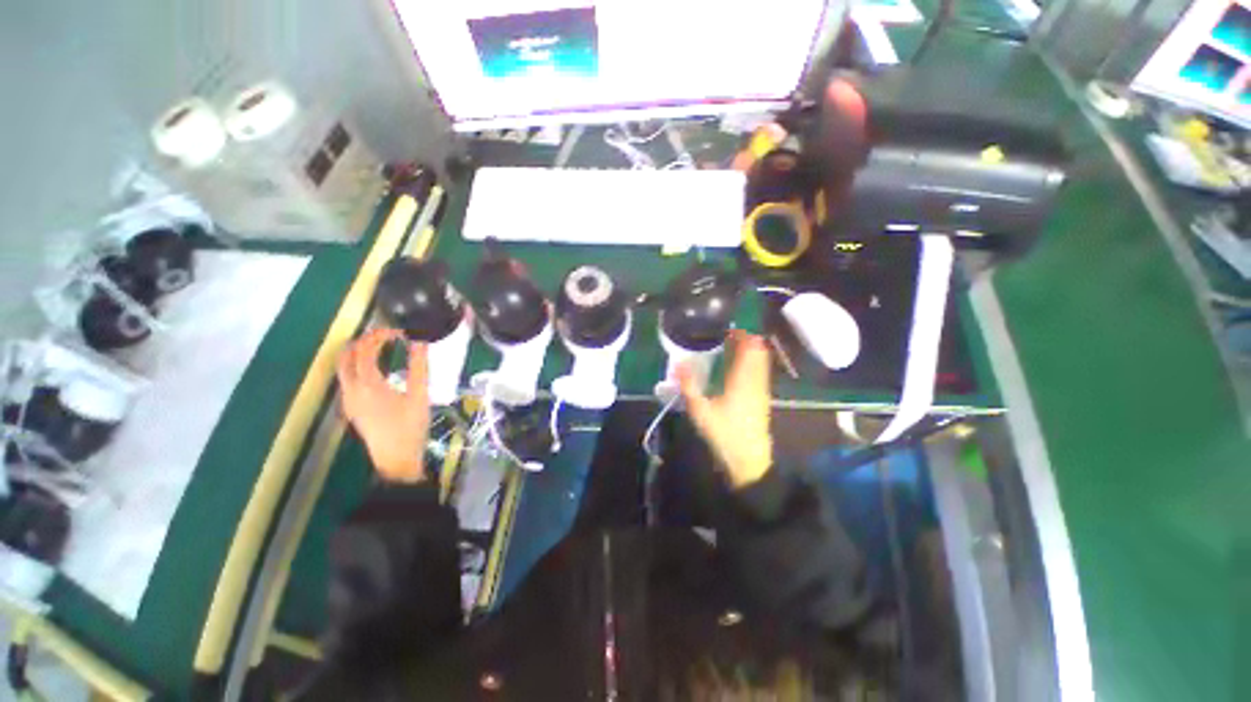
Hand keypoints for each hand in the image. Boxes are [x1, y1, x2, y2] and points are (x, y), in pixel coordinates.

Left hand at [336, 328, 429, 482]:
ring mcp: (348, 400)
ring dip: (357, 353)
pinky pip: (347, 379)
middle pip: (346, 356)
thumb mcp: (420, 396)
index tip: (398, 330)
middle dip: (362, 341)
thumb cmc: (410, 427)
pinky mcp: (351, 408)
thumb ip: (419, 367)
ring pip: (343, 368)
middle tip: (385, 335)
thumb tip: (421, 342)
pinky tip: (376, 370)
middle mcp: (351, 389)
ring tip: (380, 347)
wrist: (395, 458)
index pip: (365, 350)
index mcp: (368, 384)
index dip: (379, 335)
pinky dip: (357, 367)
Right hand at [677, 330, 772, 487]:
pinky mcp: (762, 398)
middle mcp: (756, 380)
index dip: (740, 334)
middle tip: (725, 336)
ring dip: (749, 351)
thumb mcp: (700, 411)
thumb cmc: (724, 434)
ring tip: (730, 348)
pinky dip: (751, 363)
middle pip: (758, 351)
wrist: (749, 460)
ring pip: (761, 361)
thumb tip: (678, 364)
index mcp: (742, 379)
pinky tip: (736, 368)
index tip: (726, 328)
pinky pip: (760, 371)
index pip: (749, 348)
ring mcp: (762, 389)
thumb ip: (688, 386)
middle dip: (745, 339)